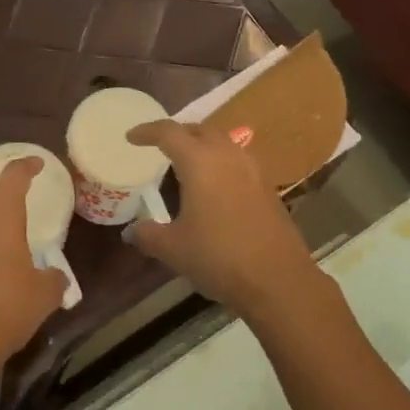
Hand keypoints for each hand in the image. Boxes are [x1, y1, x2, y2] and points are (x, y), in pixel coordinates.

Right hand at [126, 120, 323, 321]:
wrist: (277, 279)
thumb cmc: (218, 256)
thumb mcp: (173, 248)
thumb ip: (148, 234)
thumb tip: (131, 231)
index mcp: (200, 162)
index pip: (169, 133)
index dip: (147, 131)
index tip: (131, 136)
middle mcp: (228, 156)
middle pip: (199, 130)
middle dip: (177, 133)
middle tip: (159, 146)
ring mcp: (252, 170)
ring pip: (223, 143)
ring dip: (202, 146)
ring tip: (186, 165)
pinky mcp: (267, 187)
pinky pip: (237, 162)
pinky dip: (220, 163)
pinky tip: (214, 188)